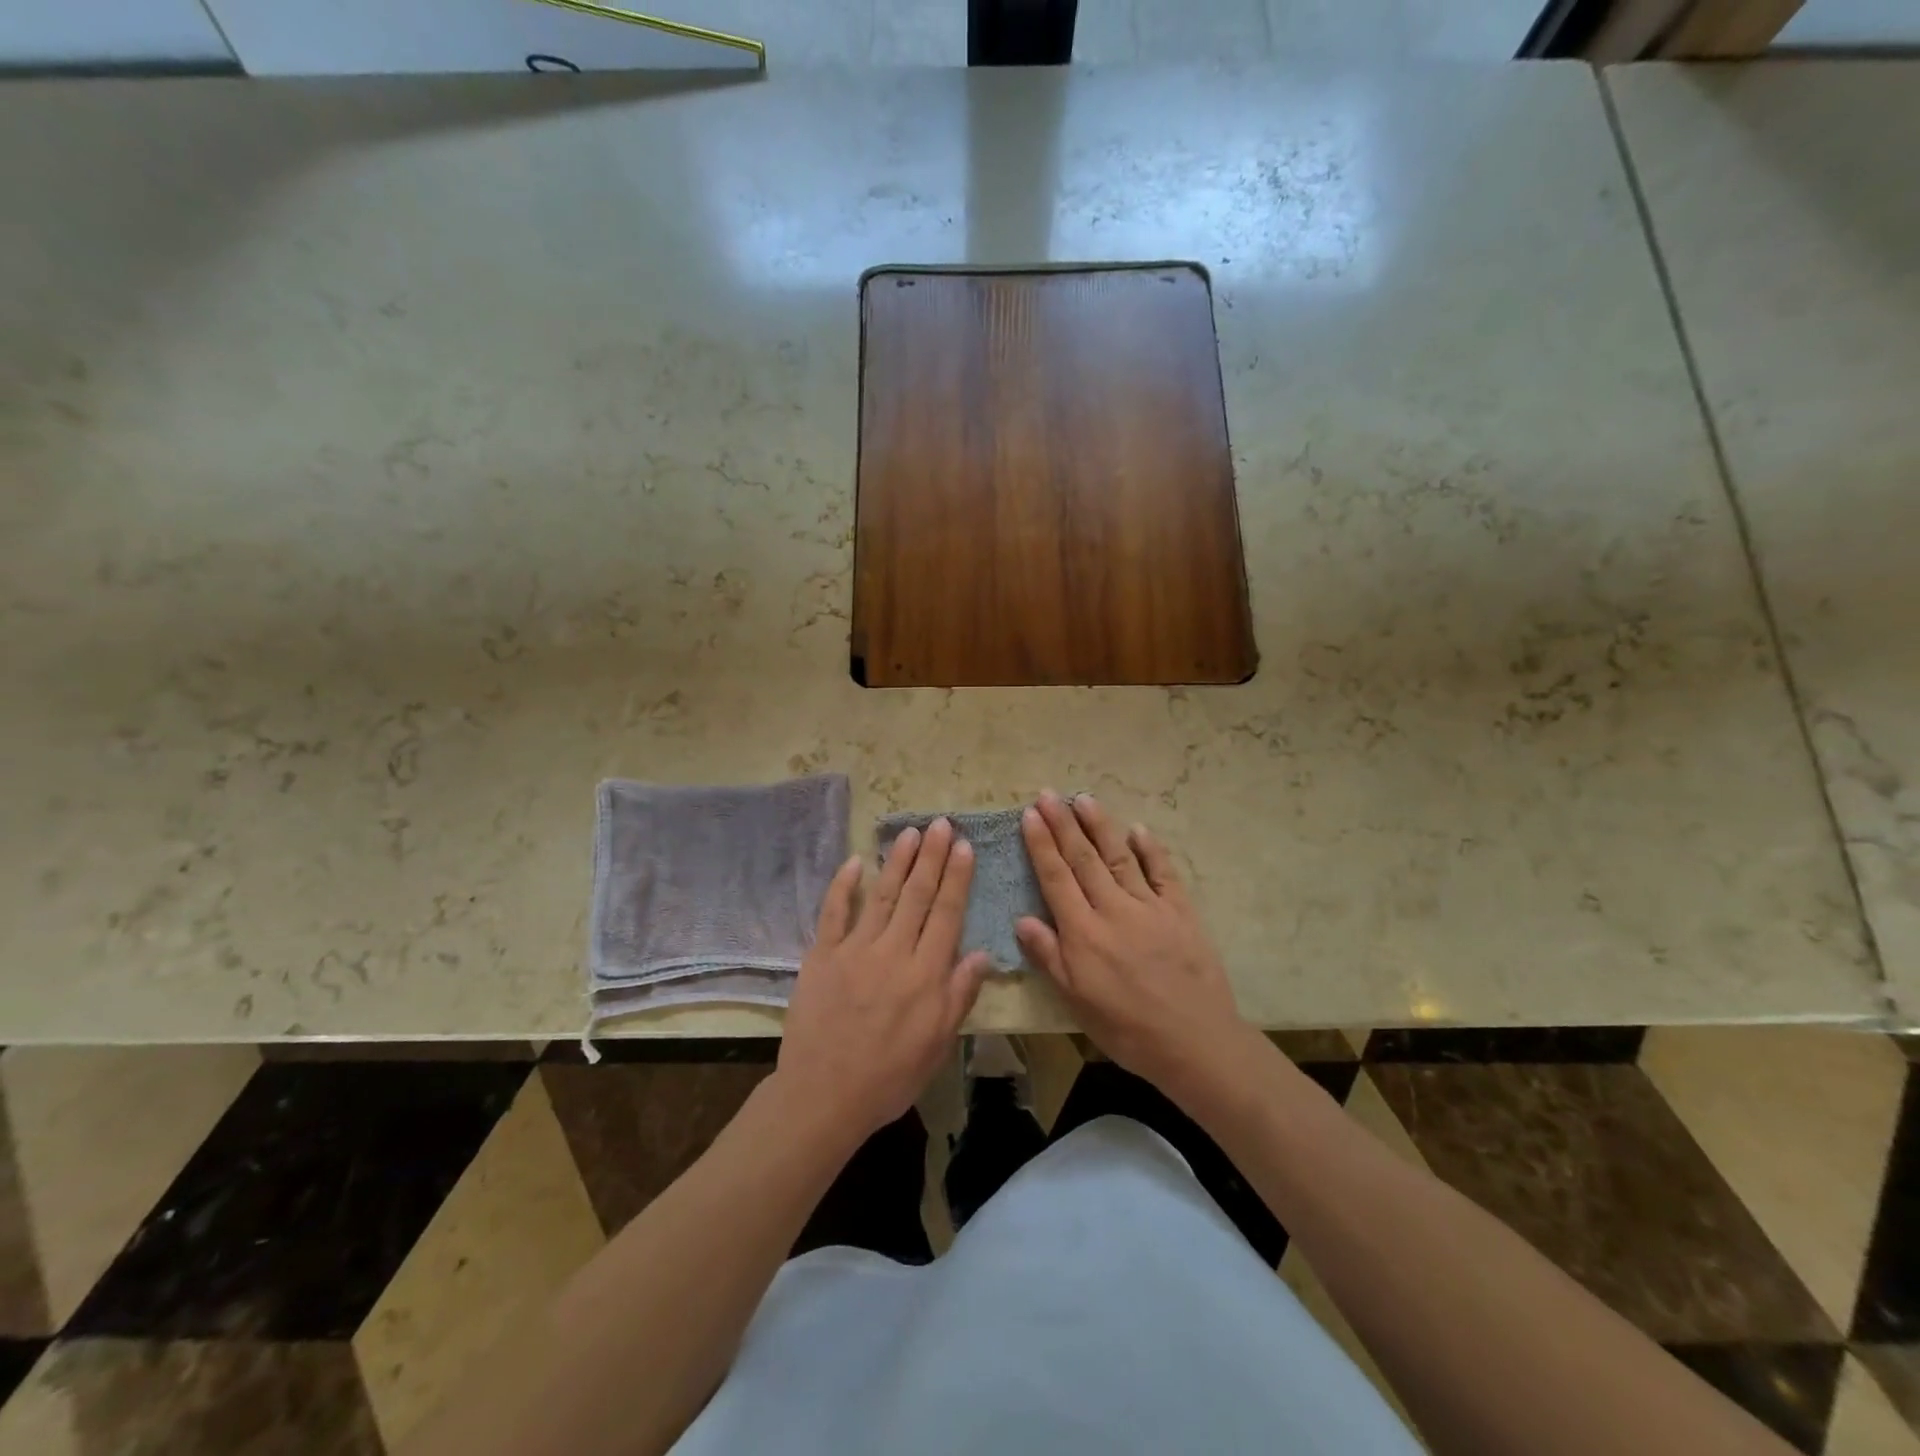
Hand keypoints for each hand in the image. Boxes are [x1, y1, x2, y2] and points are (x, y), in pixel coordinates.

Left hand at [776, 818, 992, 1143]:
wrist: (823, 1096)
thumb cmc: (889, 1076)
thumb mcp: (938, 1045)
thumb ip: (959, 996)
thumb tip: (983, 953)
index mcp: (925, 974)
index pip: (946, 914)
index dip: (956, 877)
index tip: (963, 846)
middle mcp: (893, 952)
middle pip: (916, 895)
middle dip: (931, 857)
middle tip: (939, 823)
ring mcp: (854, 950)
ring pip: (881, 895)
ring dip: (896, 861)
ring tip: (909, 832)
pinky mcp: (821, 955)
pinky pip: (833, 912)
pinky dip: (843, 886)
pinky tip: (854, 862)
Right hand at [1017, 792, 1258, 1106]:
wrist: (1194, 1042)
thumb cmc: (1127, 1028)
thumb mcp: (1077, 1001)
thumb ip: (1050, 956)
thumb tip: (1022, 919)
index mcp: (1084, 932)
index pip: (1056, 877)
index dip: (1041, 844)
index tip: (1030, 814)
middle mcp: (1113, 909)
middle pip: (1083, 858)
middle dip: (1063, 824)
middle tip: (1048, 794)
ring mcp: (1150, 906)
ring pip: (1119, 856)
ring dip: (1099, 826)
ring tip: (1083, 798)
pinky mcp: (1181, 910)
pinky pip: (1163, 872)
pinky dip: (1150, 849)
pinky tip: (1137, 829)